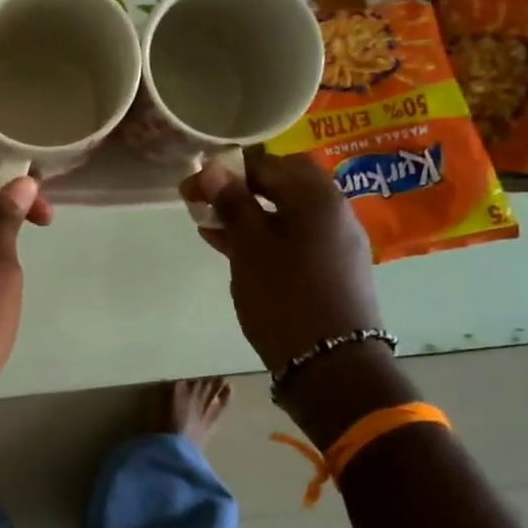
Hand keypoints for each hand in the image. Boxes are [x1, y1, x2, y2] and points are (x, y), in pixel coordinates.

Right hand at [181, 149, 382, 373]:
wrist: (331, 363)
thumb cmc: (285, 297)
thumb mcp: (250, 248)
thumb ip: (233, 204)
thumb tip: (214, 168)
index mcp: (317, 198)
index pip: (267, 164)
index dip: (225, 171)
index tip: (191, 187)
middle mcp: (334, 211)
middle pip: (282, 183)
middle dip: (241, 187)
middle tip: (205, 201)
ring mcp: (336, 240)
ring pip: (287, 211)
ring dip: (249, 212)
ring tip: (210, 225)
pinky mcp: (331, 266)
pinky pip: (294, 236)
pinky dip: (264, 234)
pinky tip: (231, 247)